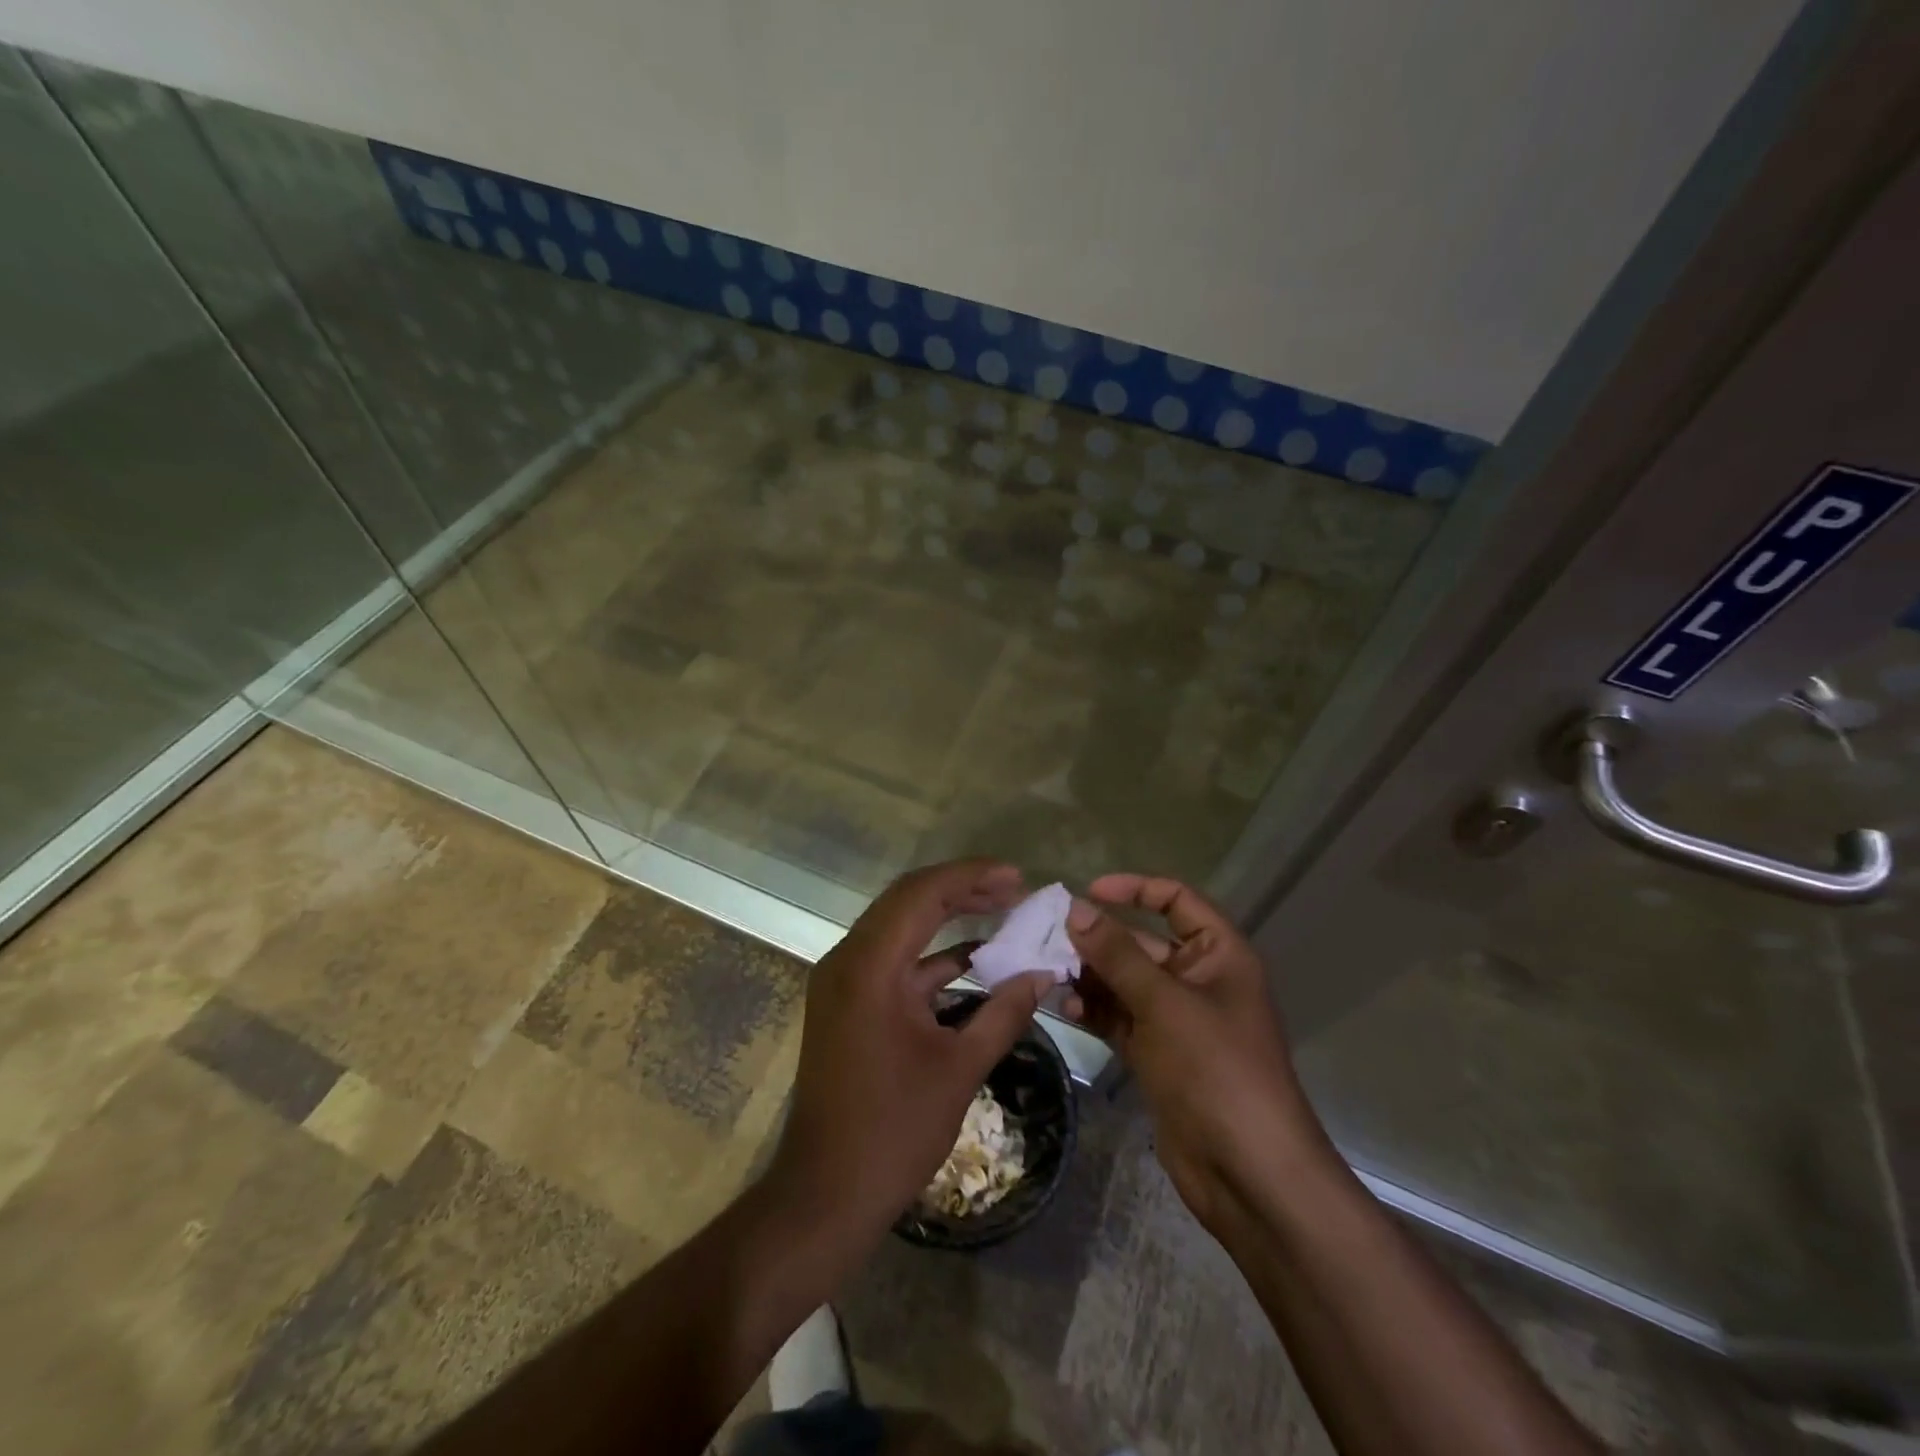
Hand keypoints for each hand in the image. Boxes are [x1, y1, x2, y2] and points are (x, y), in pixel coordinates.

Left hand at [767, 859, 1052, 1246]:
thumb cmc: (893, 1132)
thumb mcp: (959, 1069)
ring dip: (948, 918)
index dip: (971, 876)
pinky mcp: (848, 1003)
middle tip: (1013, 888)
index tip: (1017, 877)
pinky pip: (893, 961)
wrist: (825, 1195)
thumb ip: (1004, 1014)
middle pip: (907, 901)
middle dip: (962, 889)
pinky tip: (975, 960)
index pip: (921, 894)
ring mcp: (843, 982)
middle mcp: (848, 960)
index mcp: (868, 966)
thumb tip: (1044, 975)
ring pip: (900, 927)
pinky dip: (932, 956)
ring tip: (1001, 911)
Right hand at [1064, 874, 1332, 1233]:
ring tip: (1049, 972)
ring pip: (1125, 981)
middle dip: (1099, 938)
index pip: (1177, 900)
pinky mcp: (1157, 1053)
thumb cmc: (1217, 1071)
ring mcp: (1175, 1019)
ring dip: (1090, 974)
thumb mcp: (1165, 1004)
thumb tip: (1075, 908)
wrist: (1249, 1174)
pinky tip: (1065, 1007)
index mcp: (1219, 954)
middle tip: (1049, 936)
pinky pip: (1119, 1016)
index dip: (1135, 888)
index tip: (1088, 892)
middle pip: (1142, 942)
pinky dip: (1094, 1009)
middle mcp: (1197, 979)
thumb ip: (1117, 954)